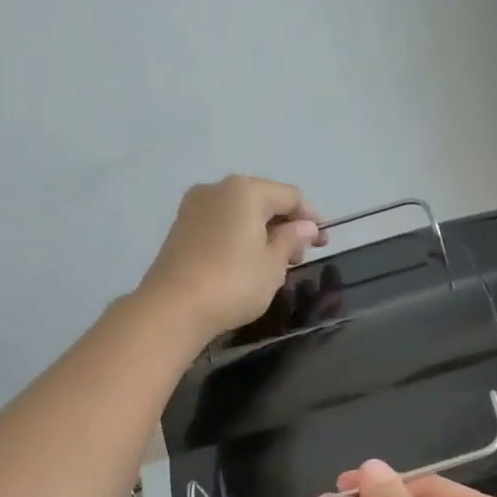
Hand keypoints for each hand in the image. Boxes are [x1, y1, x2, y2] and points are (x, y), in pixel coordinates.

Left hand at [138, 176, 323, 340]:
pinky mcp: (181, 227)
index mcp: (246, 191)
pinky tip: (246, 261)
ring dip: (263, 231)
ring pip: (241, 212)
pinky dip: (240, 236)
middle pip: (263, 200)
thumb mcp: (273, 264)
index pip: (290, 196)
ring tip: (275, 262)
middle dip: (285, 224)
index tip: (323, 243)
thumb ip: (291, 240)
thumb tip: (306, 227)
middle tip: (300, 255)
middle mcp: (218, 189)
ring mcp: (195, 206)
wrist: (173, 307)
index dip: (311, 218)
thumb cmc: (233, 283)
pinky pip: (221, 223)